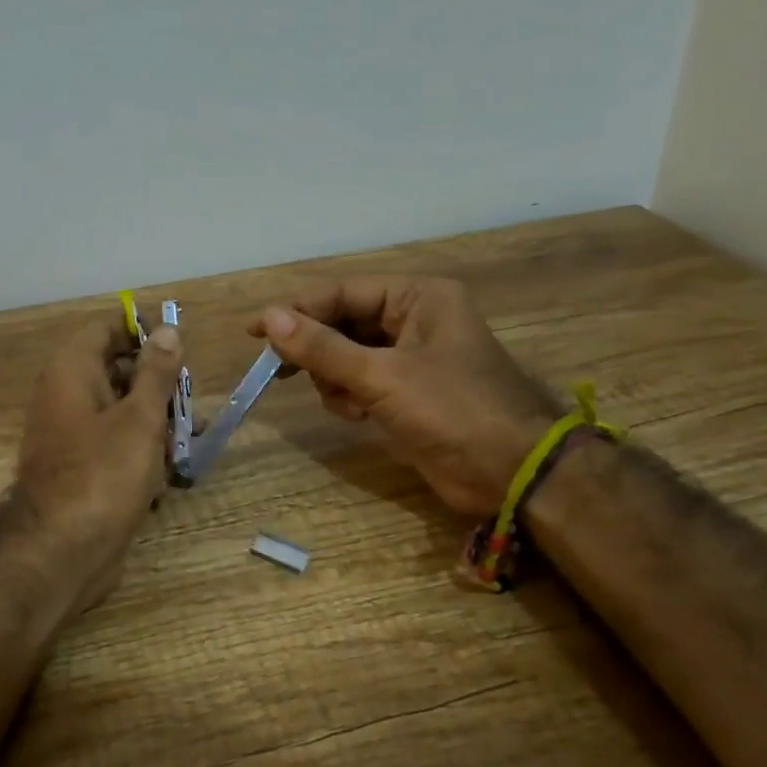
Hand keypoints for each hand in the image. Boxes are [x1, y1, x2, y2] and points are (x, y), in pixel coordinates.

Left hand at [11, 315, 183, 611]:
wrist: (62, 552)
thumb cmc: (104, 474)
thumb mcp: (140, 418)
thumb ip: (156, 373)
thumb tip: (168, 330)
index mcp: (72, 371)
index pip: (106, 329)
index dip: (143, 332)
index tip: (180, 347)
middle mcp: (67, 395)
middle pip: (117, 370)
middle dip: (158, 385)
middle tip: (190, 402)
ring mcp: (73, 434)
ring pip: (122, 411)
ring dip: (157, 422)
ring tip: (190, 440)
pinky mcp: (83, 468)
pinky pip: (116, 444)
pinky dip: (142, 451)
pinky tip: (168, 473)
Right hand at [250, 277, 558, 518]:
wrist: (512, 473)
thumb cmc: (452, 409)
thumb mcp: (382, 376)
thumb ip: (323, 348)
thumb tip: (270, 318)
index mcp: (419, 298)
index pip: (343, 293)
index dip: (296, 310)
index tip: (254, 331)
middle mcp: (415, 319)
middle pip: (343, 323)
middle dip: (319, 351)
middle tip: (279, 371)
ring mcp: (412, 358)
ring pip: (347, 357)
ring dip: (336, 380)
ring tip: (349, 402)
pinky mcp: (408, 393)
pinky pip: (361, 383)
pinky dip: (352, 398)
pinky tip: (360, 416)